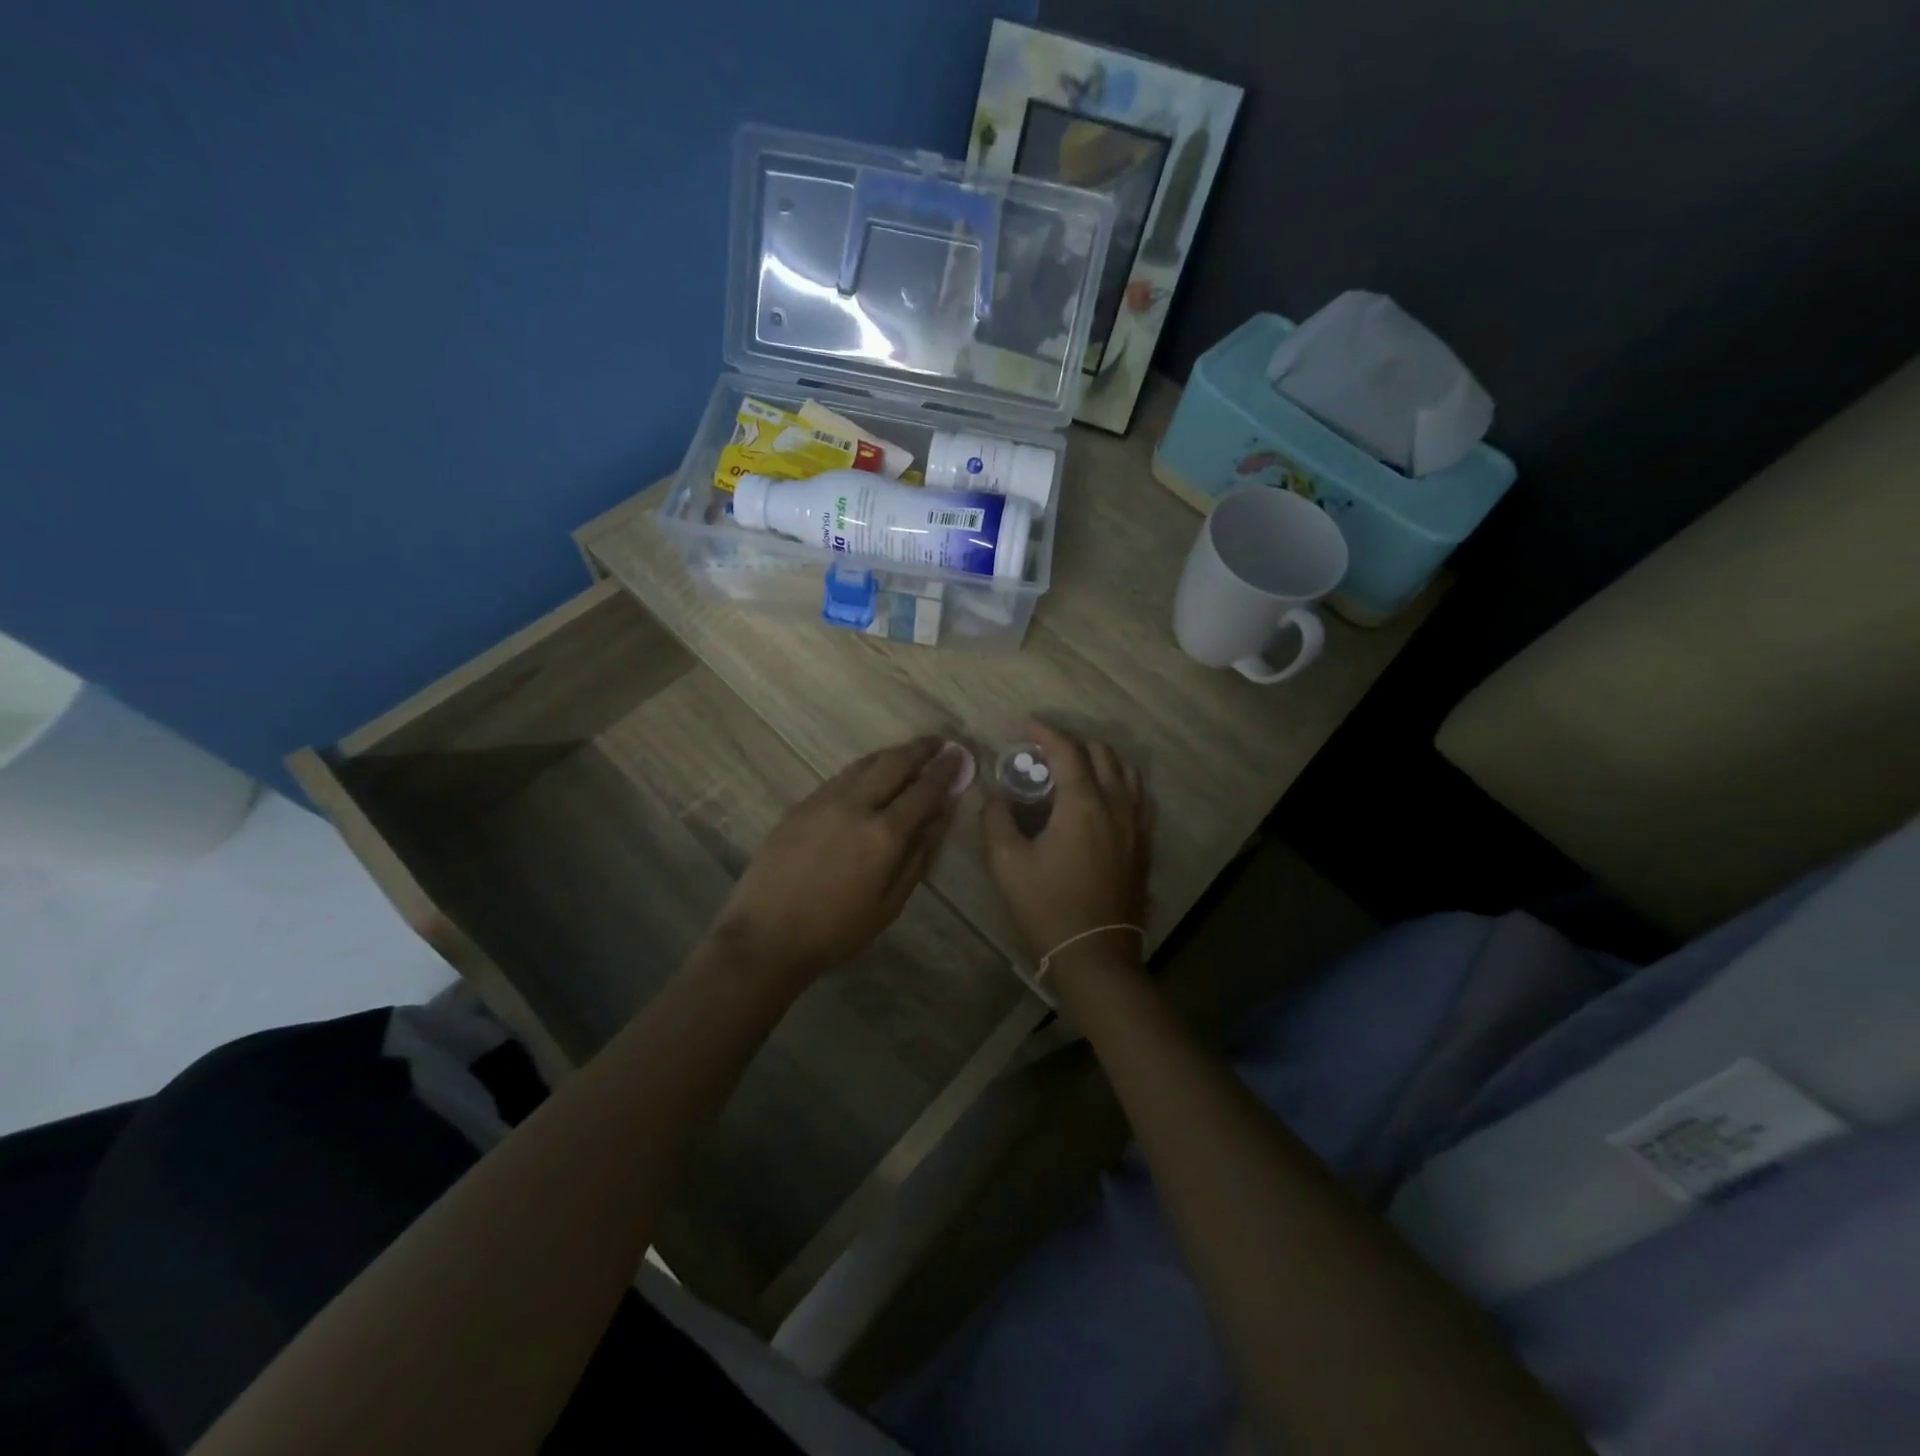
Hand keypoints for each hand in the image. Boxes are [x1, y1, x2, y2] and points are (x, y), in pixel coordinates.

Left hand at [714, 737, 967, 986]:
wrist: (767, 935)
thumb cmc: (837, 930)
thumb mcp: (890, 904)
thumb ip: (919, 854)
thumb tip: (941, 814)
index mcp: (884, 835)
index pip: (924, 790)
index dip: (944, 771)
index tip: (958, 755)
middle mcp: (856, 806)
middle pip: (894, 764)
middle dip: (920, 750)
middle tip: (938, 742)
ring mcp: (824, 801)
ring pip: (865, 764)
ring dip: (891, 754)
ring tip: (908, 752)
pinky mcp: (801, 805)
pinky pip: (840, 777)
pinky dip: (863, 769)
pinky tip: (869, 773)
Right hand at [981, 722, 1150, 964]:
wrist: (1093, 953)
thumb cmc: (1046, 906)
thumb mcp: (1006, 862)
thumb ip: (996, 819)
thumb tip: (995, 795)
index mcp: (1083, 804)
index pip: (1067, 751)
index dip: (1046, 733)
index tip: (1027, 726)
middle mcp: (1116, 805)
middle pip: (1102, 754)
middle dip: (1074, 742)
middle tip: (1046, 749)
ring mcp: (1135, 825)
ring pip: (1127, 772)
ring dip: (1101, 759)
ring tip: (1076, 766)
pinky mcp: (1142, 844)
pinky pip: (1138, 796)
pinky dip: (1120, 782)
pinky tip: (1103, 796)